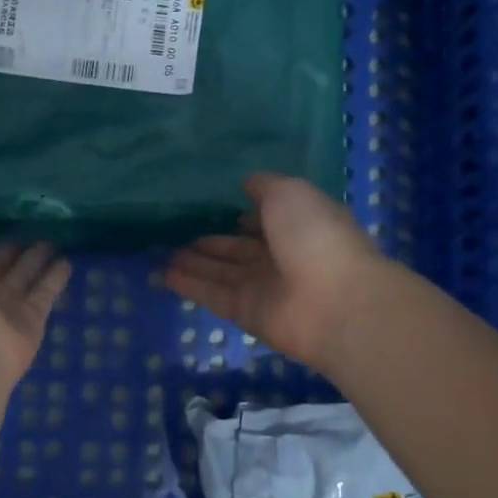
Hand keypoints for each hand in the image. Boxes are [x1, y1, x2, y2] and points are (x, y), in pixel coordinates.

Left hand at [0, 193, 71, 387]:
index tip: (2, 201)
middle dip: (12, 239)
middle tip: (36, 216)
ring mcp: (2, 306)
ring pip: (23, 274)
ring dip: (37, 256)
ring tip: (56, 234)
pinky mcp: (30, 321)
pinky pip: (44, 293)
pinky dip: (55, 278)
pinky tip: (68, 260)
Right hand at [163, 173, 385, 372]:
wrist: (334, 302)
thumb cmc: (315, 236)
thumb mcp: (289, 193)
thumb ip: (264, 187)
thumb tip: (246, 184)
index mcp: (297, 225)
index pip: (263, 219)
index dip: (240, 214)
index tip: (210, 207)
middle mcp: (280, 256)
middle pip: (237, 248)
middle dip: (210, 240)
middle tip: (175, 231)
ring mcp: (263, 287)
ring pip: (221, 272)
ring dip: (195, 262)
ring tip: (162, 251)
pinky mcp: (246, 313)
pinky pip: (212, 295)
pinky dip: (190, 285)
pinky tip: (165, 274)